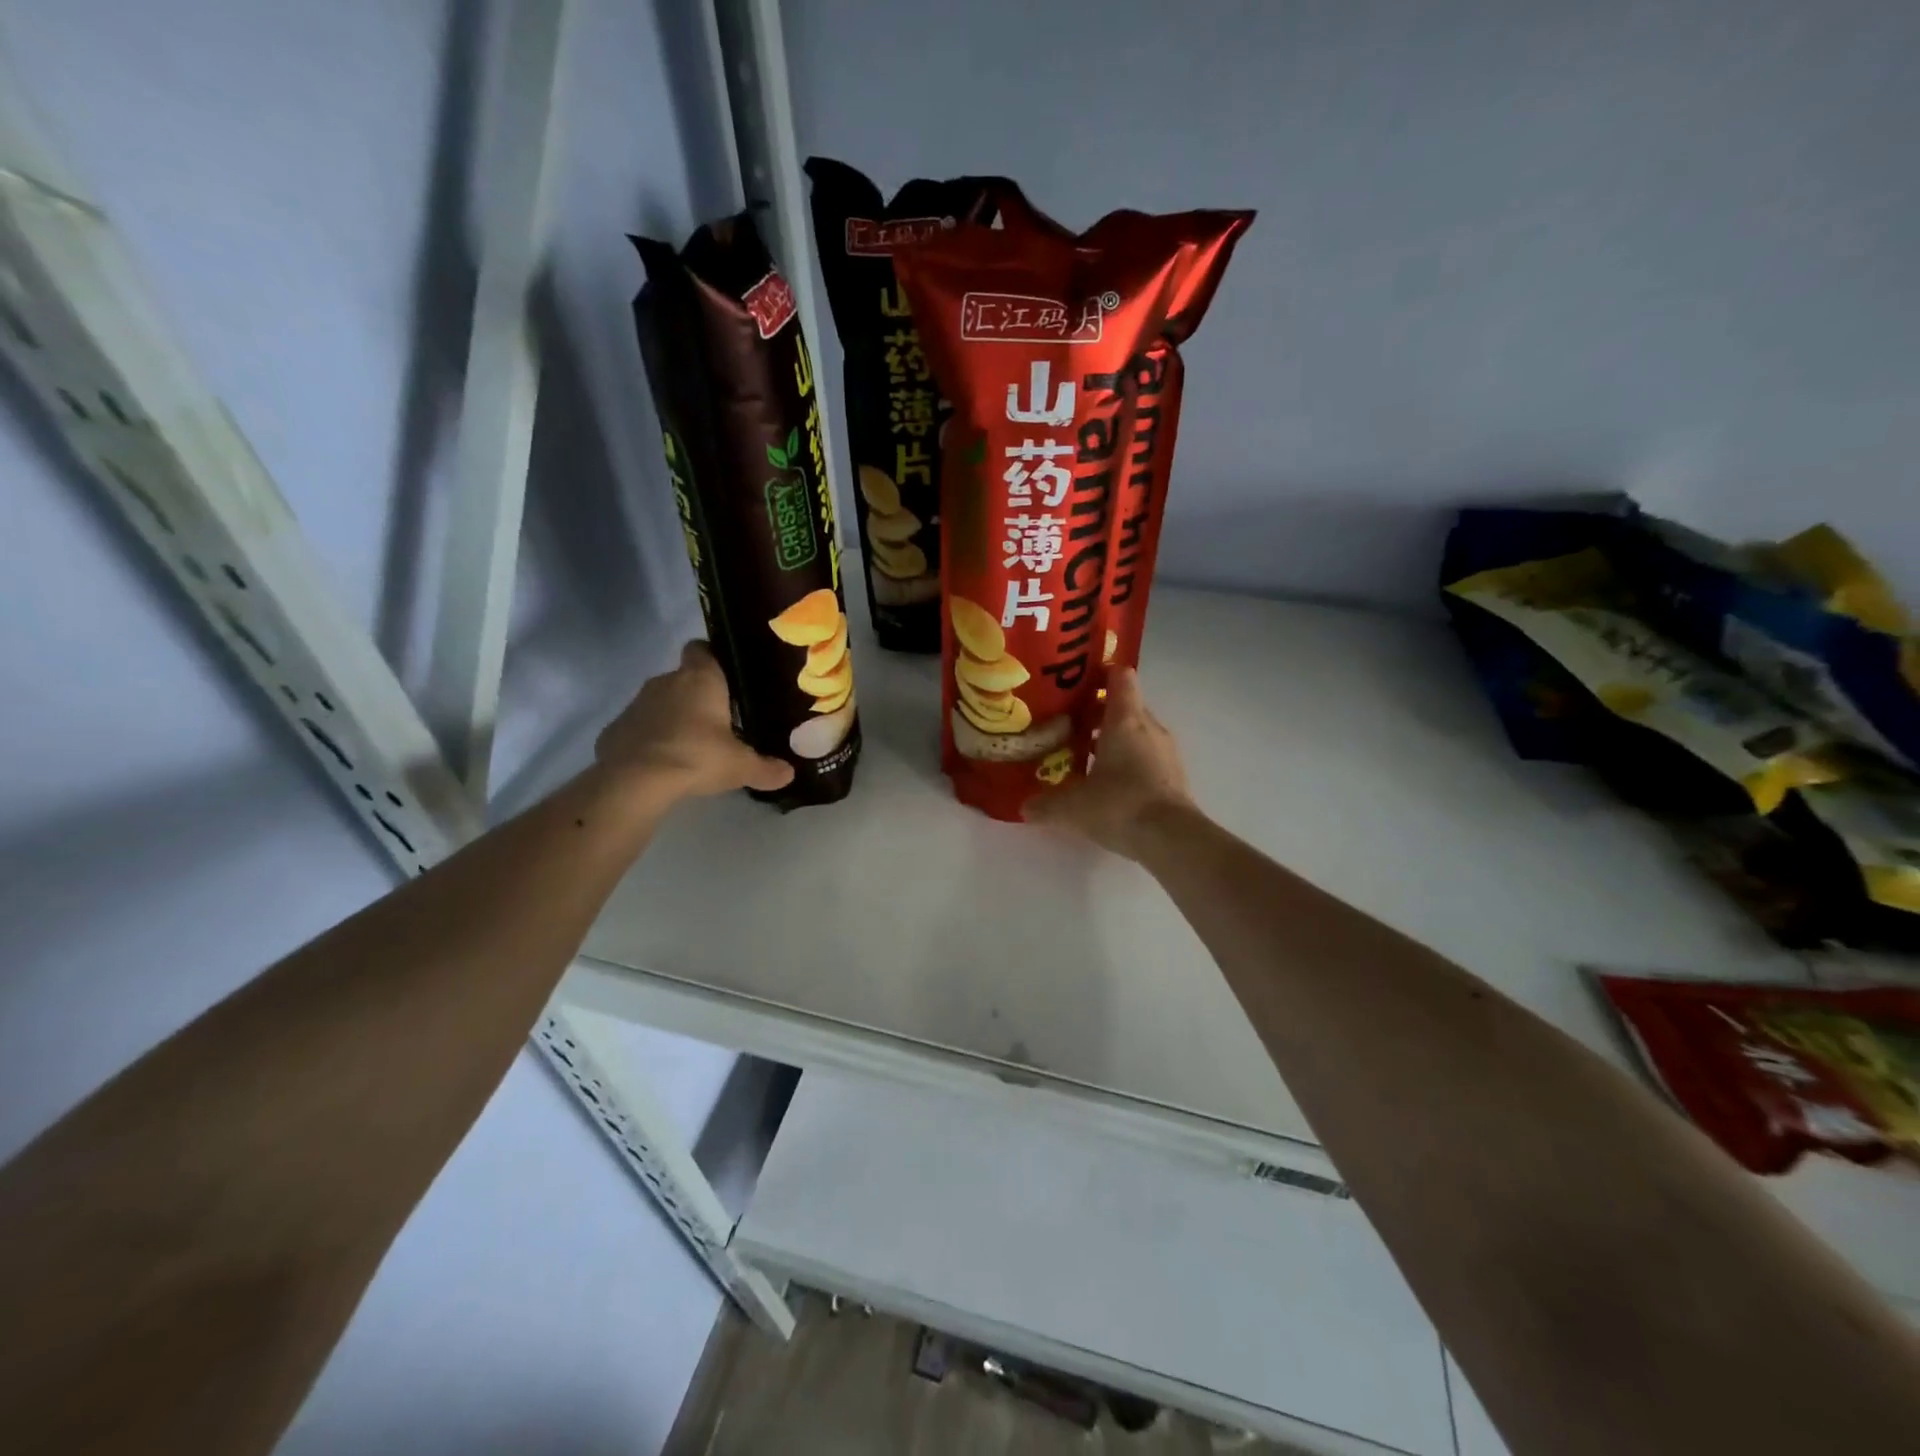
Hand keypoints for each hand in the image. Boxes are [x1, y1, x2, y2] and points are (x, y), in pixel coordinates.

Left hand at [595, 641, 794, 800]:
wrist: (635, 780)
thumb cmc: (697, 756)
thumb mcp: (740, 767)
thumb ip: (766, 768)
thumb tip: (789, 774)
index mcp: (700, 679)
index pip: (702, 648)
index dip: (713, 658)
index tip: (727, 678)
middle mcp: (667, 681)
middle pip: (684, 678)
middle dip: (698, 695)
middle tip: (718, 721)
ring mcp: (637, 703)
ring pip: (661, 701)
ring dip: (673, 716)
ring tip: (692, 745)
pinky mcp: (616, 727)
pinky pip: (640, 726)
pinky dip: (651, 738)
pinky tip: (663, 762)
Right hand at [1025, 667, 1195, 859]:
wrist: (1172, 839)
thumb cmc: (1120, 805)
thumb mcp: (1072, 807)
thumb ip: (1046, 804)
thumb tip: (1025, 808)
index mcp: (1125, 720)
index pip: (1120, 676)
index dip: (1100, 674)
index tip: (1077, 684)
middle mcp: (1149, 727)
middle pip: (1125, 706)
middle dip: (1098, 713)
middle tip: (1069, 727)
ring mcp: (1166, 751)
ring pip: (1137, 732)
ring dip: (1114, 739)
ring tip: (1085, 757)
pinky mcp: (1174, 775)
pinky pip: (1147, 755)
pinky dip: (1129, 761)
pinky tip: (1109, 784)